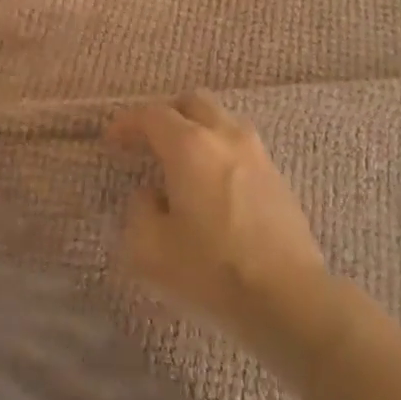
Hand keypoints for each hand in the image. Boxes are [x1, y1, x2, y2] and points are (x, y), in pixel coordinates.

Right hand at [107, 91, 326, 342]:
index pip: (152, 115)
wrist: (288, 296)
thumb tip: (151, 195)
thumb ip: (140, 211)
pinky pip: (239, 145)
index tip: (112, 140)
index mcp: (190, 146)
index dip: (127, 123)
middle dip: (165, 114)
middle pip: (193, 102)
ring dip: (196, 129)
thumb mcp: (150, 249)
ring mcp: (257, 153)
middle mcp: (225, 136)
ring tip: (180, 161)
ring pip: (221, 120)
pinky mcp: (277, 176)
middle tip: (147, 140)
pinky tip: (210, 182)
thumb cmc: (211, 270)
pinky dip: (218, 149)